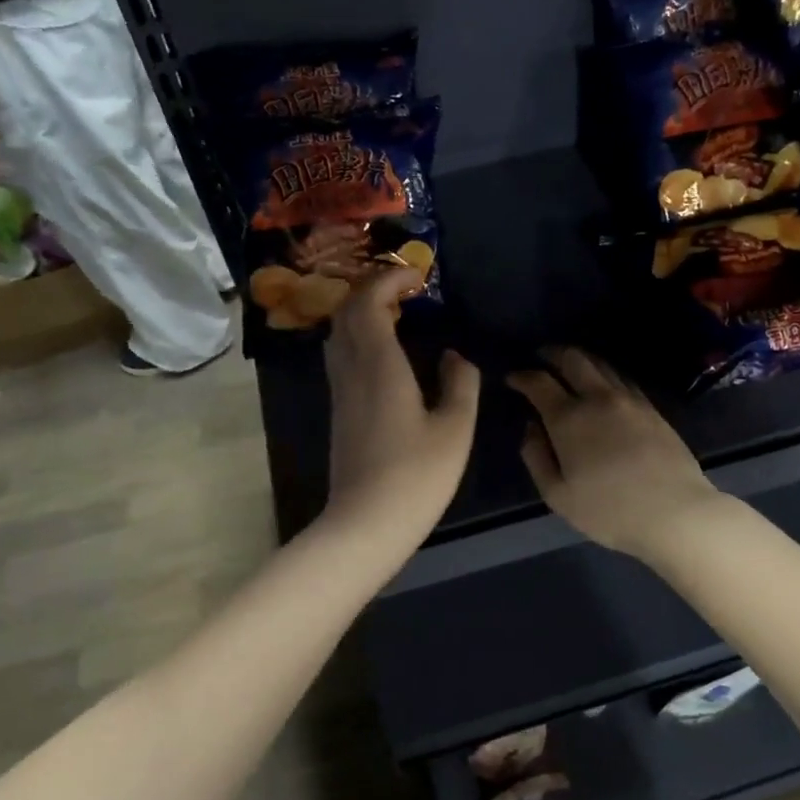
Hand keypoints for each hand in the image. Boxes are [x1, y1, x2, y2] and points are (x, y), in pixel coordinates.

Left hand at [324, 268, 479, 536]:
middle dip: (372, 290)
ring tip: (399, 316)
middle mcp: (351, 371)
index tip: (417, 276)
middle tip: (407, 291)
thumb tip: (455, 357)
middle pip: (346, 313)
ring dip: (363, 313)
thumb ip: (460, 383)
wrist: (365, 523)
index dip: (387, 279)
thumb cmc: (416, 476)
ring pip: (339, 334)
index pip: (367, 303)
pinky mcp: (339, 411)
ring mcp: (340, 392)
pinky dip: (360, 338)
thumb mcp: (455, 429)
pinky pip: (342, 357)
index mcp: (379, 366)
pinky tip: (387, 354)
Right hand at [508, 349, 719, 555]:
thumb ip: (536, 457)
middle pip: (573, 358)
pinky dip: (606, 373)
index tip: (512, 378)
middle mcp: (598, 398)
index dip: (522, 376)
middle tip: (542, 357)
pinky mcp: (652, 409)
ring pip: (601, 364)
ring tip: (570, 366)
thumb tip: (531, 427)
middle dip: (552, 353)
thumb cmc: (609, 510)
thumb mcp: (558, 495)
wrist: (674, 513)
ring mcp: (629, 400)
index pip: (539, 382)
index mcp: (568, 418)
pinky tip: (604, 384)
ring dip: (581, 359)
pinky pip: (623, 378)